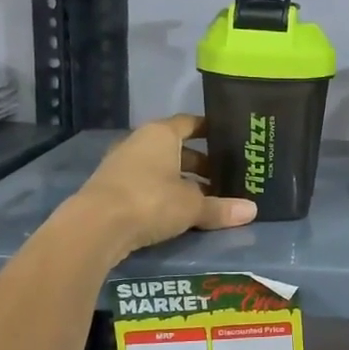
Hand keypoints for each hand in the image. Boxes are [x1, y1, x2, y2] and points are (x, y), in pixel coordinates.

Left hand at [74, 115, 255, 257]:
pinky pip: (147, 186)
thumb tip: (252, 211)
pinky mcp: (112, 190)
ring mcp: (122, 166)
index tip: (228, 139)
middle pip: (176, 148)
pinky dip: (164, 194)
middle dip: (200, 163)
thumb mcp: (192, 206)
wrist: (96, 226)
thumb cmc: (150, 200)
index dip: (209, 130)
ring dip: (182, 181)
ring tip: (206, 198)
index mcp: (160, 134)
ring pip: (161, 168)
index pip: (190, 123)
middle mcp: (139, 143)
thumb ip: (221, 208)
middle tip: (224, 177)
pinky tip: (179, 212)